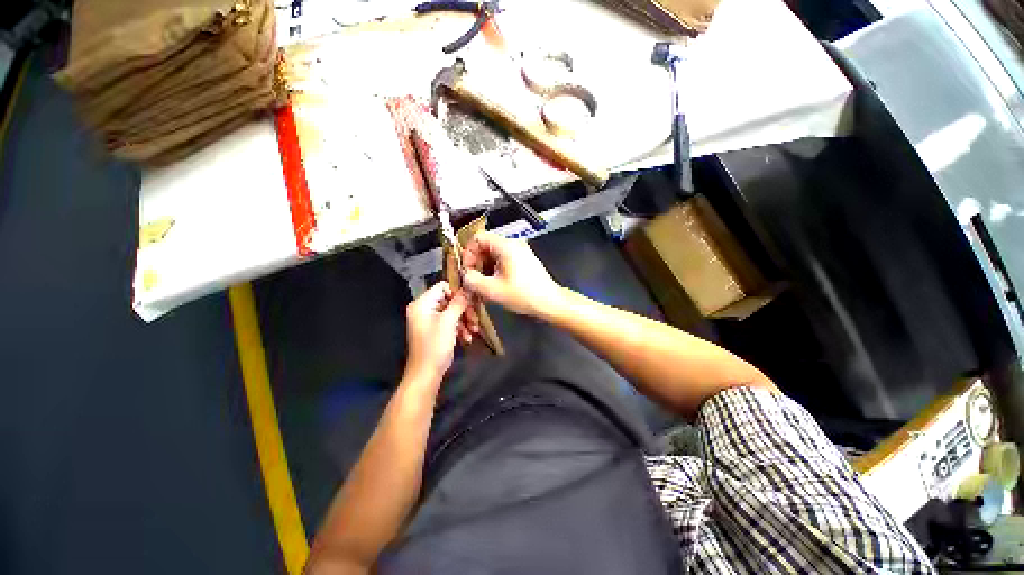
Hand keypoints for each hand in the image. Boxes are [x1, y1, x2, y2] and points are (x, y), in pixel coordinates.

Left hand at [404, 281, 470, 383]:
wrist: (426, 374)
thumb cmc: (435, 345)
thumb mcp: (448, 322)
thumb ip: (458, 303)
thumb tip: (468, 288)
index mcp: (422, 304)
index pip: (442, 287)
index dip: (457, 292)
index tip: (471, 300)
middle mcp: (424, 309)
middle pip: (449, 300)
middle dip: (464, 310)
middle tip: (475, 319)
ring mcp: (430, 321)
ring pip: (452, 312)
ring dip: (464, 320)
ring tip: (474, 330)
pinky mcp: (435, 331)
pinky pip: (450, 323)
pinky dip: (459, 328)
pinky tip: (467, 338)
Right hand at [461, 231, 563, 317]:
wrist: (549, 302)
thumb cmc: (524, 295)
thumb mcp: (492, 290)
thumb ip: (472, 280)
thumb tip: (465, 275)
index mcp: (506, 246)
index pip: (478, 238)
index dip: (468, 253)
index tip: (467, 269)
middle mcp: (513, 244)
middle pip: (485, 245)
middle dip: (476, 262)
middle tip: (474, 279)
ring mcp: (520, 251)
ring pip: (493, 253)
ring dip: (485, 267)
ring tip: (484, 284)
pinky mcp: (524, 259)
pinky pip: (503, 258)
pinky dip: (495, 268)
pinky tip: (495, 283)